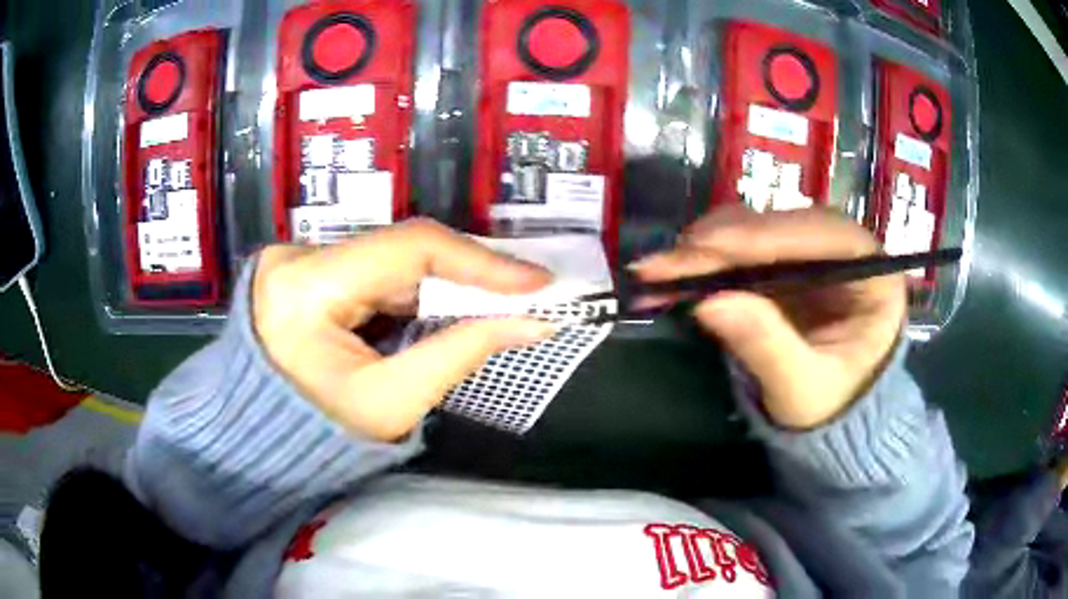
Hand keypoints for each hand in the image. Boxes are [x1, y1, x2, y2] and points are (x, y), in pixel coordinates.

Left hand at [252, 219, 556, 441]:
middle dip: (466, 274)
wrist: (261, 444)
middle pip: (400, 251)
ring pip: (390, 260)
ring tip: (497, 300)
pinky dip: (414, 291)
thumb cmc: (318, 437)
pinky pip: (373, 272)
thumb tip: (531, 323)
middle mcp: (297, 258)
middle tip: (524, 291)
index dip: (479, 261)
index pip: (407, 250)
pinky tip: (447, 305)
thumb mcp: (392, 404)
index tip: (536, 280)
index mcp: (306, 288)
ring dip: (443, 283)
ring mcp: (298, 261)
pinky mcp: (304, 272)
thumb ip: (460, 354)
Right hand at [632, 207, 906, 429]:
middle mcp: (845, 248)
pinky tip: (676, 274)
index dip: (761, 237)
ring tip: (660, 273)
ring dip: (706, 247)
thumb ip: (767, 347)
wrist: (833, 420)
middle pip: (782, 225)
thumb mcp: (802, 391)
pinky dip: (707, 260)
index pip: (820, 235)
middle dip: (720, 243)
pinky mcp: (786, 262)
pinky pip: (743, 248)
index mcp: (873, 273)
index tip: (701, 246)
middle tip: (662, 266)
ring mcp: (813, 251)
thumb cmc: (833, 408)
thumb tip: (708, 302)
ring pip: (757, 229)